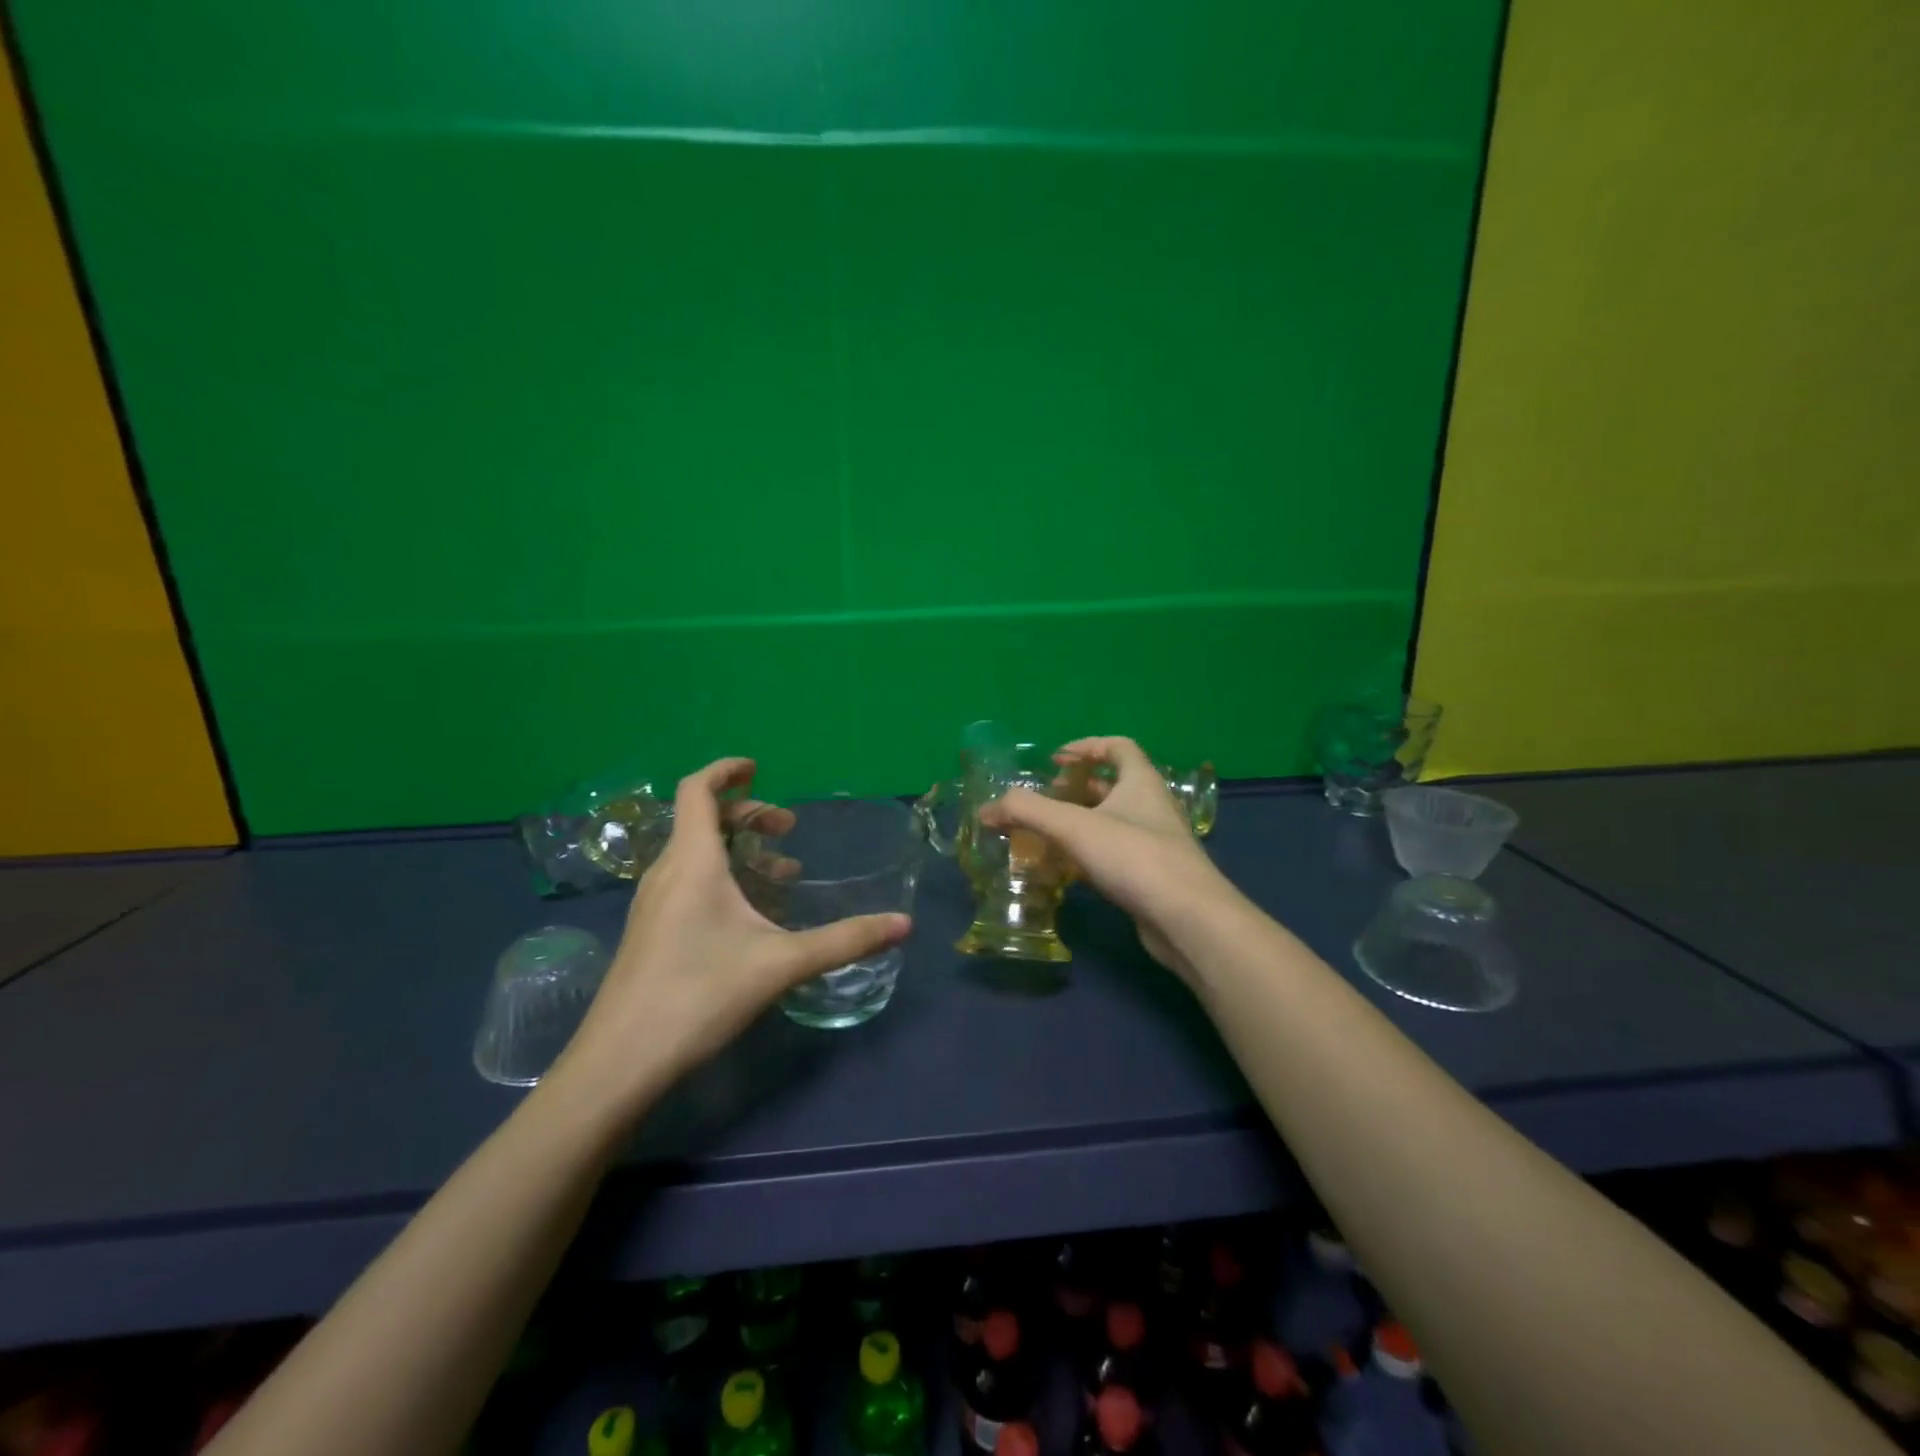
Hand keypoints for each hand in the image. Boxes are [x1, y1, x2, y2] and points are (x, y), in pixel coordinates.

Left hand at [549, 758, 911, 1115]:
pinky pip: (687, 881)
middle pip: (701, 819)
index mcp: (692, 862)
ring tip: (782, 875)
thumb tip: (903, 925)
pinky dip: (721, 876)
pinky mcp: (649, 931)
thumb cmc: (699, 996)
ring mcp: (652, 903)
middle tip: (788, 831)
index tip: (758, 768)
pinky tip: (749, 916)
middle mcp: (666, 873)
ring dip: (737, 849)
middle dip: (747, 814)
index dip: (725, 770)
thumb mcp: (781, 964)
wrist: (619, 1063)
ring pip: (695, 853)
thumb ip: (845, 940)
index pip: (697, 790)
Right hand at [979, 737, 1231, 981]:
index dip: (1086, 746)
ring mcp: (1154, 843)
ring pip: (1111, 823)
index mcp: (1141, 781)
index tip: (1055, 760)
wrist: (1188, 919)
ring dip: (1079, 824)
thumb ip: (1027, 811)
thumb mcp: (1074, 826)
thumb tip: (986, 809)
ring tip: (1044, 835)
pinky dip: (1087, 856)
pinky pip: (1114, 855)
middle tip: (1041, 801)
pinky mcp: (1151, 876)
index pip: (1118, 746)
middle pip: (1112, 785)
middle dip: (1074, 790)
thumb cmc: (1134, 857)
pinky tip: (1065, 871)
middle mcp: (1151, 806)